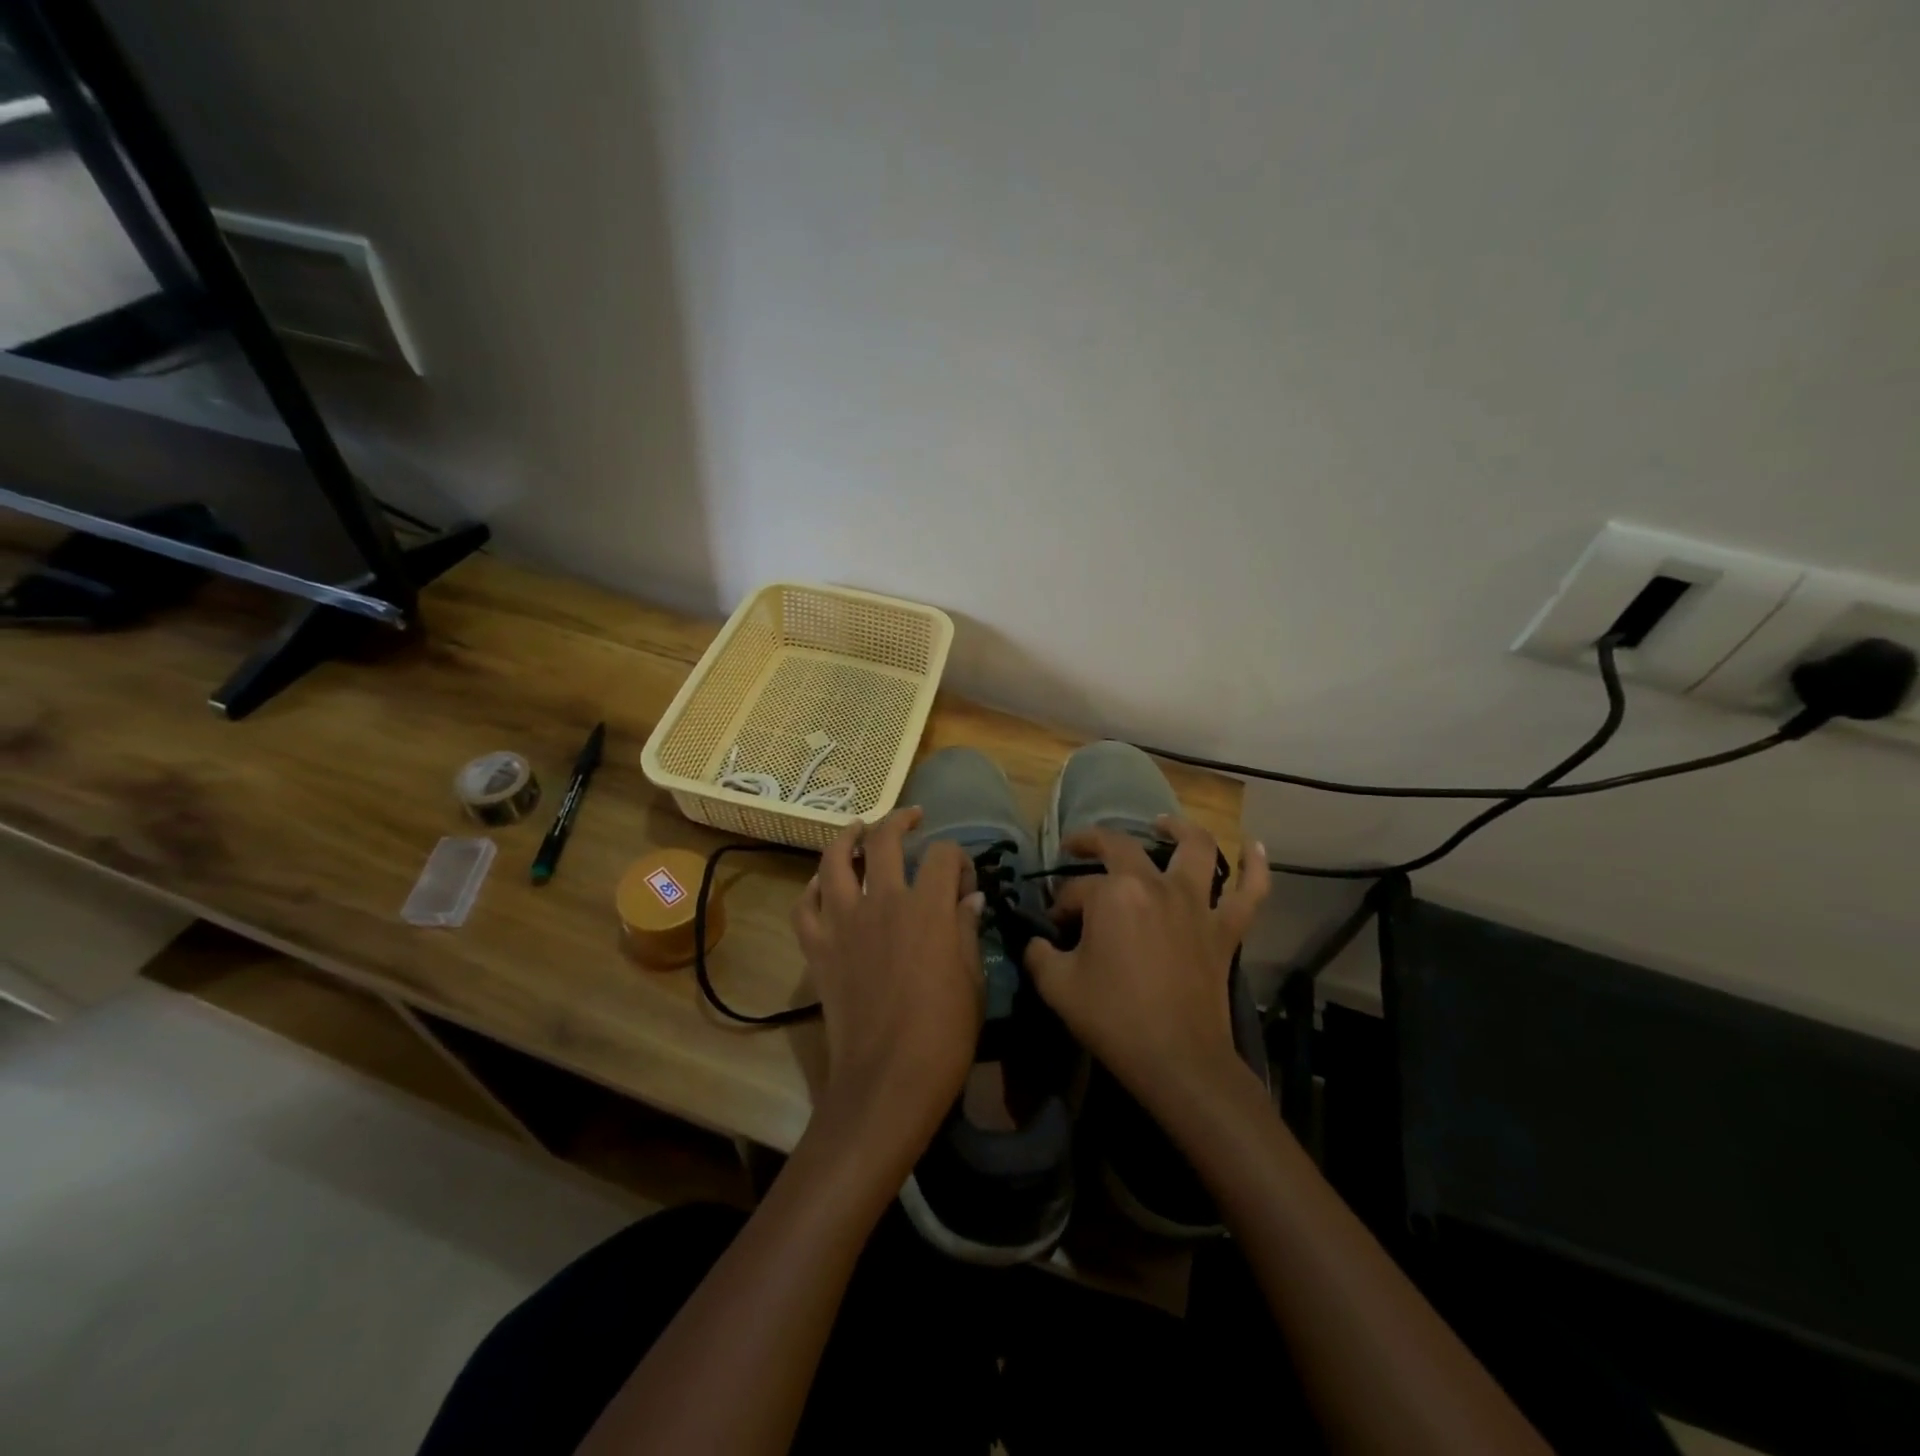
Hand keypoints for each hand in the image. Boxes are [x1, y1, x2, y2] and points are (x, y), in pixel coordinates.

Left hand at [791, 809, 985, 1153]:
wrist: (887, 1080)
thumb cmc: (943, 1034)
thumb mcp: (971, 979)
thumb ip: (966, 930)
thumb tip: (968, 899)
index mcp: (927, 906)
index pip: (943, 855)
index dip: (958, 860)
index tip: (964, 883)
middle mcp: (882, 901)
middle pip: (885, 839)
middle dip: (901, 821)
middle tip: (912, 819)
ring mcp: (843, 922)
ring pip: (834, 860)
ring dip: (847, 837)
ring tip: (858, 829)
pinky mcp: (817, 947)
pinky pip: (804, 905)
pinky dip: (811, 889)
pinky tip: (823, 885)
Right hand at [1025, 817, 1268, 1111]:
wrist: (1178, 1060)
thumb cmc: (1113, 1018)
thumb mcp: (1056, 987)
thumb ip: (1039, 955)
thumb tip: (1039, 942)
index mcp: (1112, 895)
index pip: (1075, 890)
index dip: (1059, 906)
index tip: (1054, 928)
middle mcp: (1155, 885)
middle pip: (1121, 847)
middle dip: (1092, 842)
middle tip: (1076, 847)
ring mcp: (1196, 904)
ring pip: (1196, 849)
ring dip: (1179, 829)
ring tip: (1162, 823)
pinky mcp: (1225, 929)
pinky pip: (1250, 891)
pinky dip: (1256, 866)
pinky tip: (1254, 846)